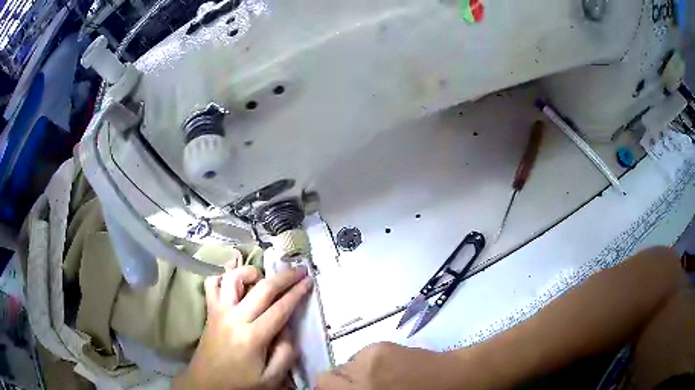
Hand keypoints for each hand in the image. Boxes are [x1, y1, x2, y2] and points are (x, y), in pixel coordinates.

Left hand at [174, 265, 312, 389]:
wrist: (207, 383)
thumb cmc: (240, 383)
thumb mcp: (271, 378)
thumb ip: (285, 353)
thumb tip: (287, 328)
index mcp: (253, 337)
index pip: (280, 308)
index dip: (297, 292)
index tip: (309, 280)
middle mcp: (235, 318)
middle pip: (262, 288)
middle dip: (284, 276)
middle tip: (299, 269)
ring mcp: (219, 311)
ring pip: (234, 278)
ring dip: (252, 272)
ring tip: (263, 276)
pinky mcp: (210, 311)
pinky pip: (211, 284)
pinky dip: (223, 277)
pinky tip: (234, 281)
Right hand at [317, 342, 458, 389]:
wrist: (456, 379)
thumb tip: (347, 388)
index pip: (323, 387)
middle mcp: (358, 381)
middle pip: (326, 378)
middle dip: (337, 383)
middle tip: (358, 386)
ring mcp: (367, 363)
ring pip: (345, 364)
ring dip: (355, 371)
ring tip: (379, 375)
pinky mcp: (380, 347)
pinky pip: (361, 354)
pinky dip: (369, 361)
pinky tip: (390, 366)